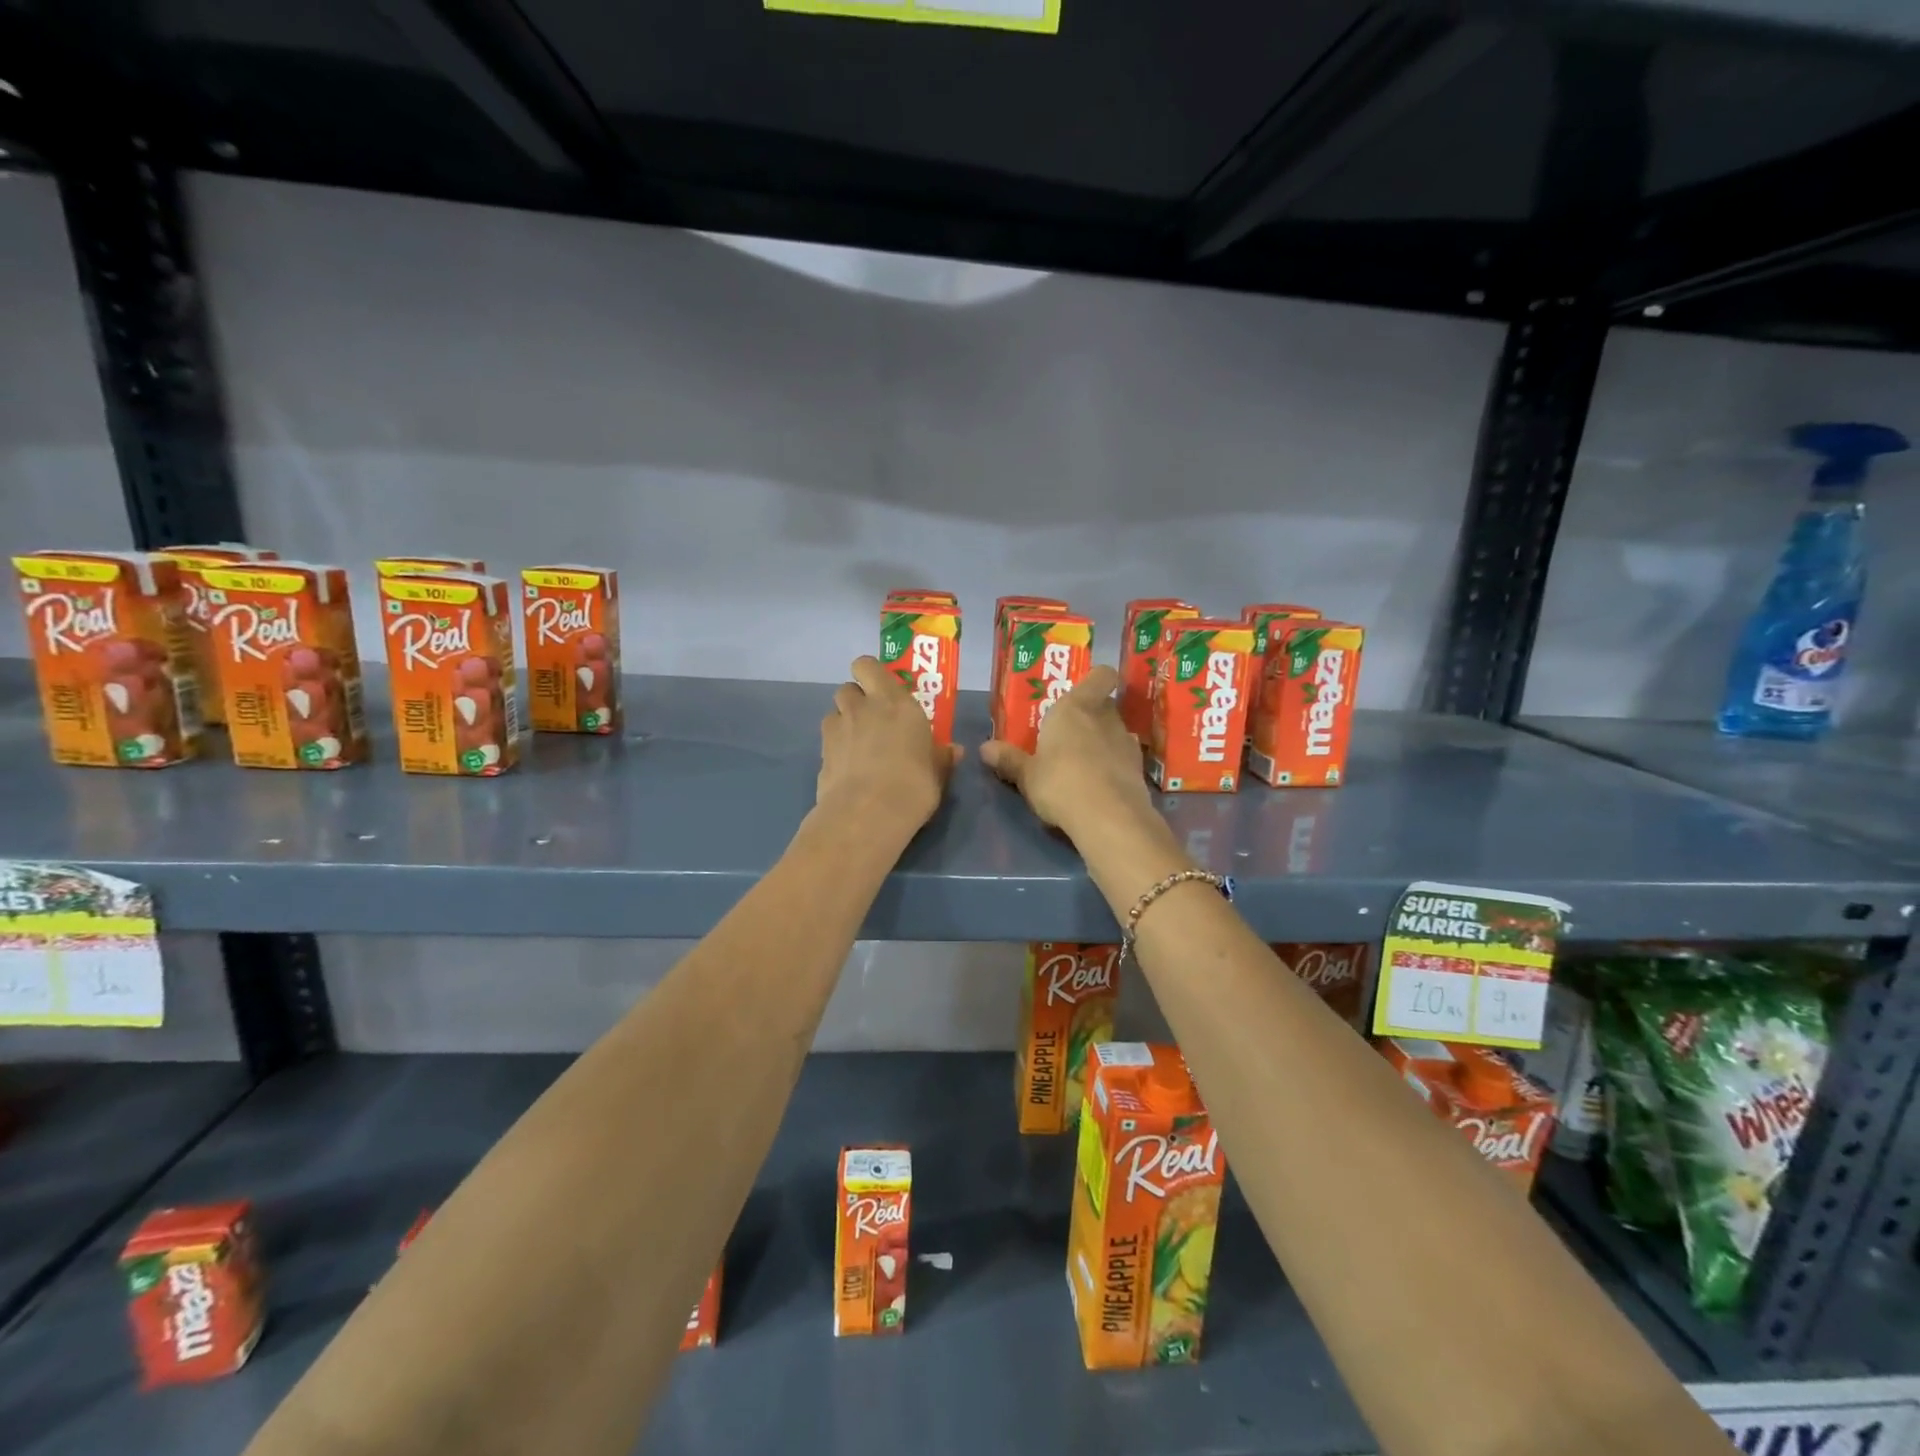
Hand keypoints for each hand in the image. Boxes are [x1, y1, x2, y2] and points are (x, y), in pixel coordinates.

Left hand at [816, 656, 961, 837]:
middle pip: (848, 687)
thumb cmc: (913, 786)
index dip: (871, 674)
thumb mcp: (937, 773)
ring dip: (843, 721)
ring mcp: (837, 729)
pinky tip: (848, 767)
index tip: (883, 690)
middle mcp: (863, 707)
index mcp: (895, 702)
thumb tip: (953, 750)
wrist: (867, 814)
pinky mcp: (821, 753)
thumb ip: (942, 757)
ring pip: (834, 711)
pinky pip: (827, 740)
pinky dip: (835, 747)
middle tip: (873, 719)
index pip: (869, 666)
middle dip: (857, 699)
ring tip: (858, 744)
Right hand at [980, 665, 1156, 845]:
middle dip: (1090, 716)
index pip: (1101, 675)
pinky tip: (1099, 785)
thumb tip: (985, 748)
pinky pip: (1123, 759)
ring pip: (1115, 732)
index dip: (1096, 679)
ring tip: (1082, 762)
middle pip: (1104, 705)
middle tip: (1068, 733)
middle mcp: (1105, 717)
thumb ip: (1009, 760)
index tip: (1081, 692)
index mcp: (1075, 707)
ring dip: (1102, 742)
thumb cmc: (1060, 783)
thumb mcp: (1026, 775)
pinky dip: (1114, 766)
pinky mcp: (1139, 770)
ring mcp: (1126, 743)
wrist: (1109, 818)